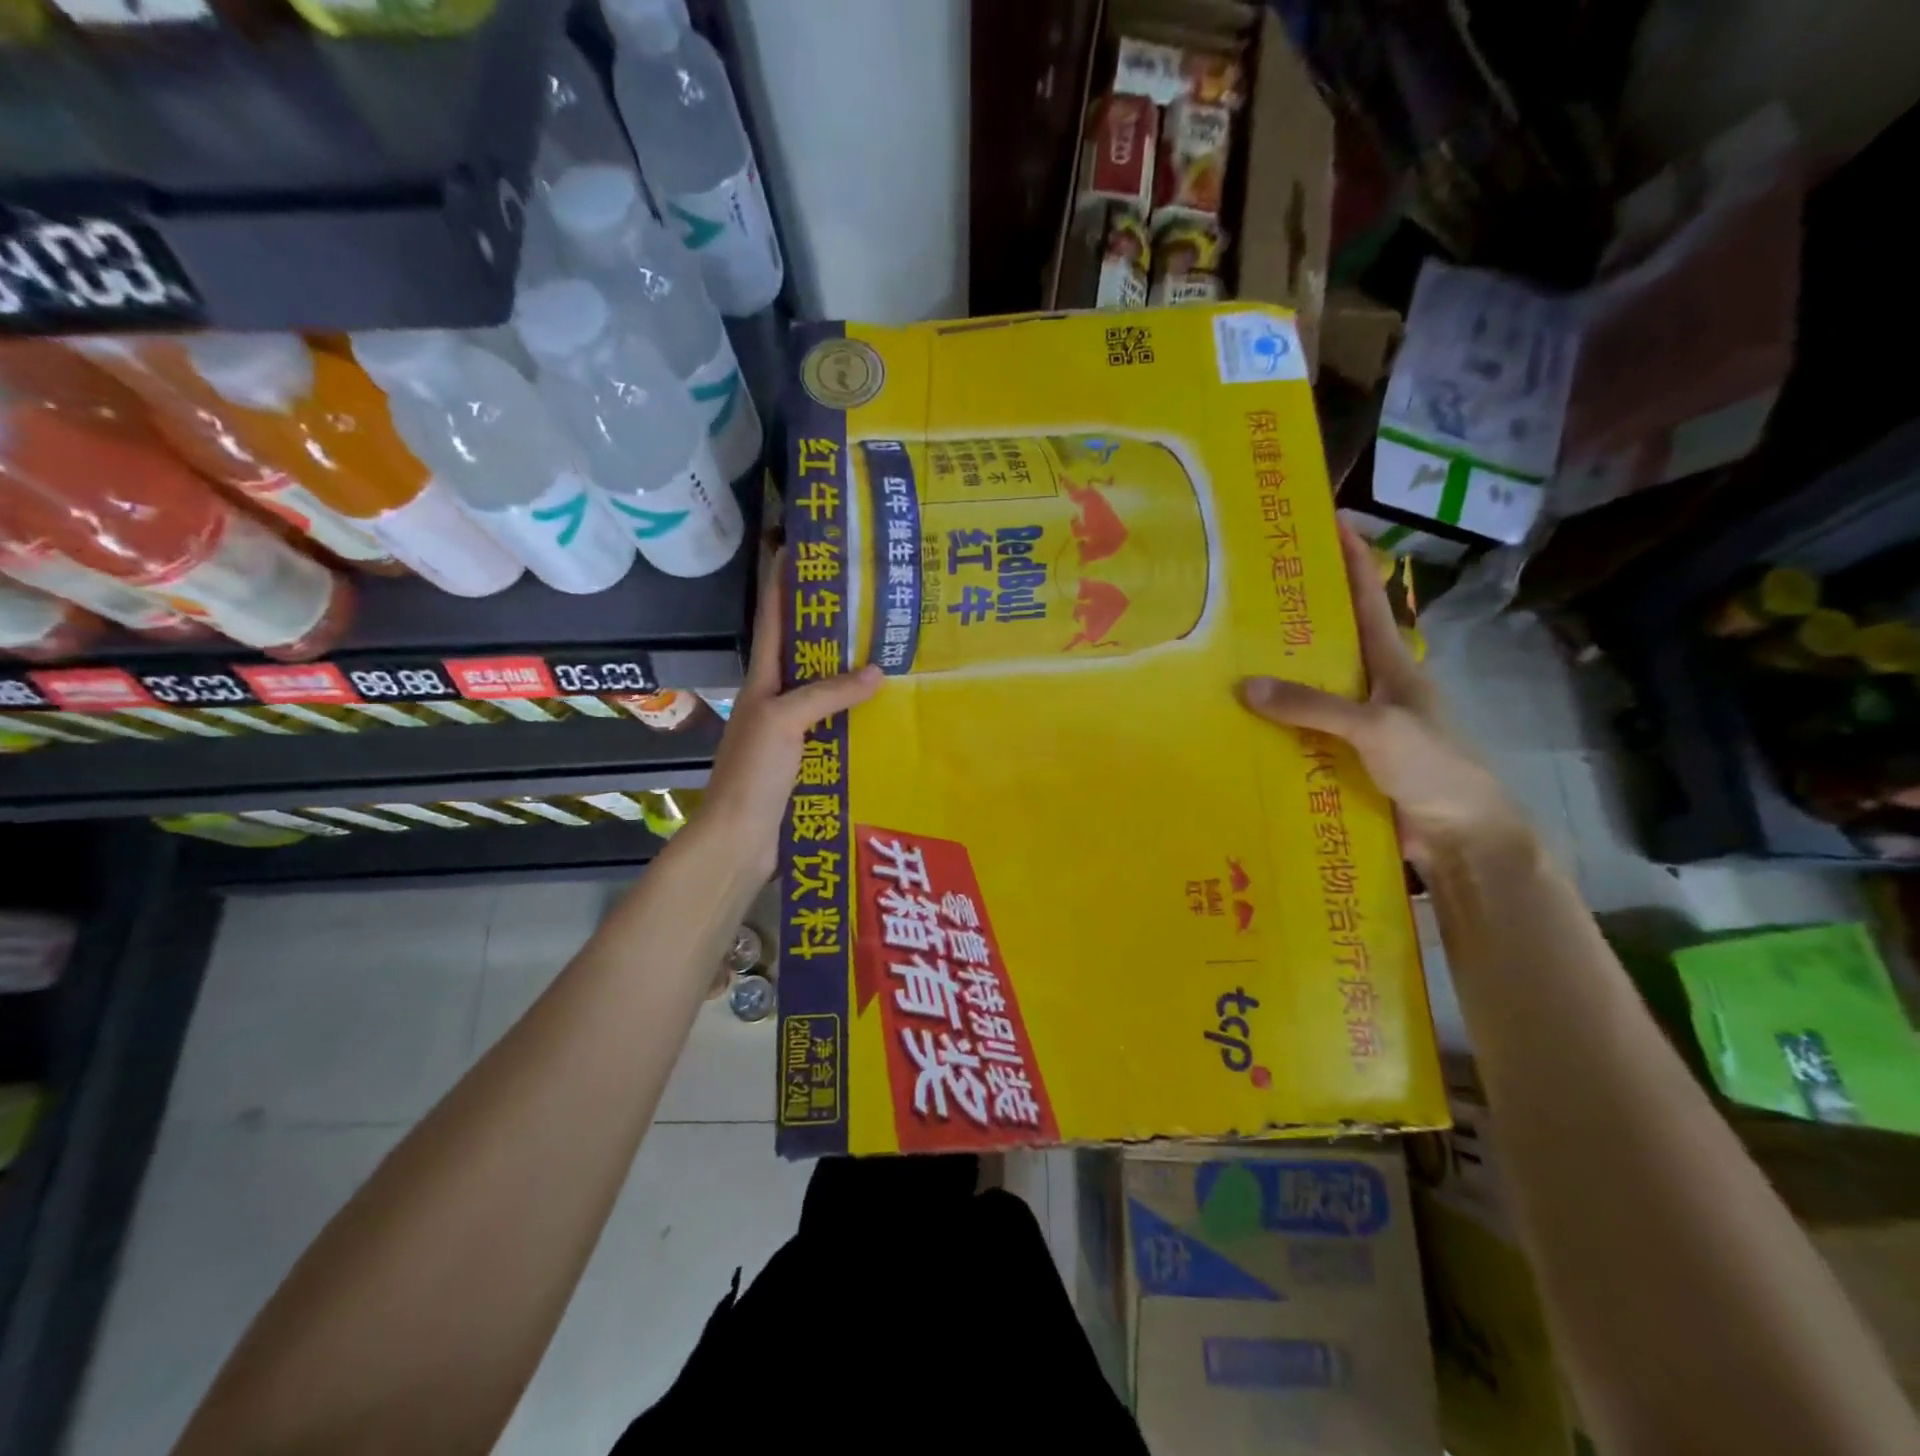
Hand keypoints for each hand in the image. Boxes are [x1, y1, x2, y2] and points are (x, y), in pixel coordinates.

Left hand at [704, 549, 881, 879]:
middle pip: (805, 651)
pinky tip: (887, 712)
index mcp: (763, 680)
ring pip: (825, 690)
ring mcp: (792, 730)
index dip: (783, 581)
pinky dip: (859, 714)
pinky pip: (837, 726)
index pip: (773, 618)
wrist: (739, 838)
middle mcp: (776, 698)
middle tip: (872, 599)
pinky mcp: (808, 758)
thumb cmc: (753, 773)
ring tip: (891, 648)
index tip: (803, 546)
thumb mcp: (784, 721)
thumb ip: (827, 693)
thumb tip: (877, 670)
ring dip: (851, 672)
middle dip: (832, 624)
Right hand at [1237, 523, 1519, 865]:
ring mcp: (1355, 726)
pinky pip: (1299, 735)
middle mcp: (1370, 688)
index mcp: (1391, 665)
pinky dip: (1271, 729)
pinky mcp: (1341, 760)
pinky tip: (1236, 727)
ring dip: (1273, 680)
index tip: (1329, 521)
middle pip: (1327, 643)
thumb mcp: (1377, 727)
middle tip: (1243, 598)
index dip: (1353, 559)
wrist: (1460, 836)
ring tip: (1223, 661)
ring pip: (1307, 692)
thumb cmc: (1433, 766)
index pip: (1369, 599)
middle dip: (1292, 618)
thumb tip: (1243, 686)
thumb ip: (1313, 706)